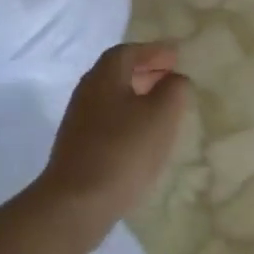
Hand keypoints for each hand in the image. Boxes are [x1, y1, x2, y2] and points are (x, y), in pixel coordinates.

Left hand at [38, 42, 190, 231]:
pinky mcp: (78, 146)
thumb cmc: (124, 150)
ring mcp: (79, 121)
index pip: (129, 51)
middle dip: (146, 71)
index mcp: (105, 76)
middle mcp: (87, 92)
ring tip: (162, 107)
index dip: (154, 51)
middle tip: (171, 77)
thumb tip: (175, 79)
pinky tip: (143, 136)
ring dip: (138, 95)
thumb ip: (174, 90)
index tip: (176, 56)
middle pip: (117, 72)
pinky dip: (129, 117)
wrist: (77, 201)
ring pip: (113, 97)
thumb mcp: (162, 115)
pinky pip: (108, 119)